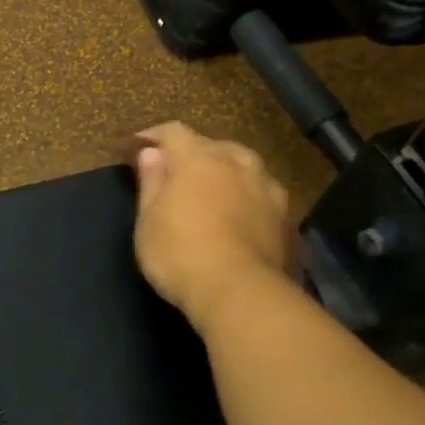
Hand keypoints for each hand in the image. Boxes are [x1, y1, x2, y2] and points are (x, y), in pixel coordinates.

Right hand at [132, 122, 295, 333]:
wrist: (241, 293)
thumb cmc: (180, 252)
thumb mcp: (149, 220)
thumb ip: (151, 181)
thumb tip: (151, 153)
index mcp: (199, 158)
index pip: (174, 131)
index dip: (153, 135)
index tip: (137, 148)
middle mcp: (238, 163)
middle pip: (214, 145)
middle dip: (193, 153)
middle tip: (176, 172)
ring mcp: (268, 189)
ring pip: (244, 167)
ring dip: (226, 172)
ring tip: (213, 190)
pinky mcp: (287, 217)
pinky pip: (261, 194)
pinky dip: (246, 197)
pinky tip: (239, 216)